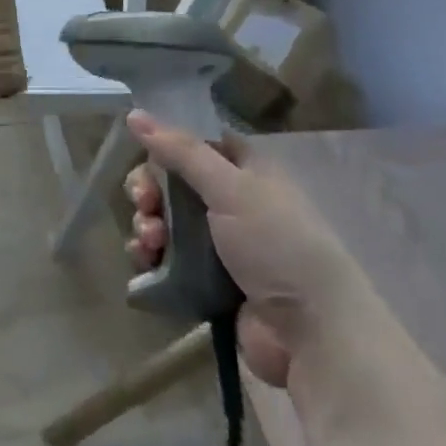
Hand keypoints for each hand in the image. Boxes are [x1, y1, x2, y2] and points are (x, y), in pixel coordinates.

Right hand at [124, 111, 362, 387]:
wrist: (311, 332)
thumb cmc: (278, 246)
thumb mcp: (231, 189)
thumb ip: (182, 151)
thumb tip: (134, 113)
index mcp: (247, 173)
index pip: (196, 145)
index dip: (166, 147)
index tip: (146, 158)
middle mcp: (232, 203)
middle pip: (172, 184)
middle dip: (148, 192)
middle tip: (144, 205)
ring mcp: (218, 244)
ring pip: (163, 222)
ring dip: (147, 226)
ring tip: (151, 242)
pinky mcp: (204, 280)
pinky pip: (164, 259)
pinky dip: (150, 258)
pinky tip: (148, 262)